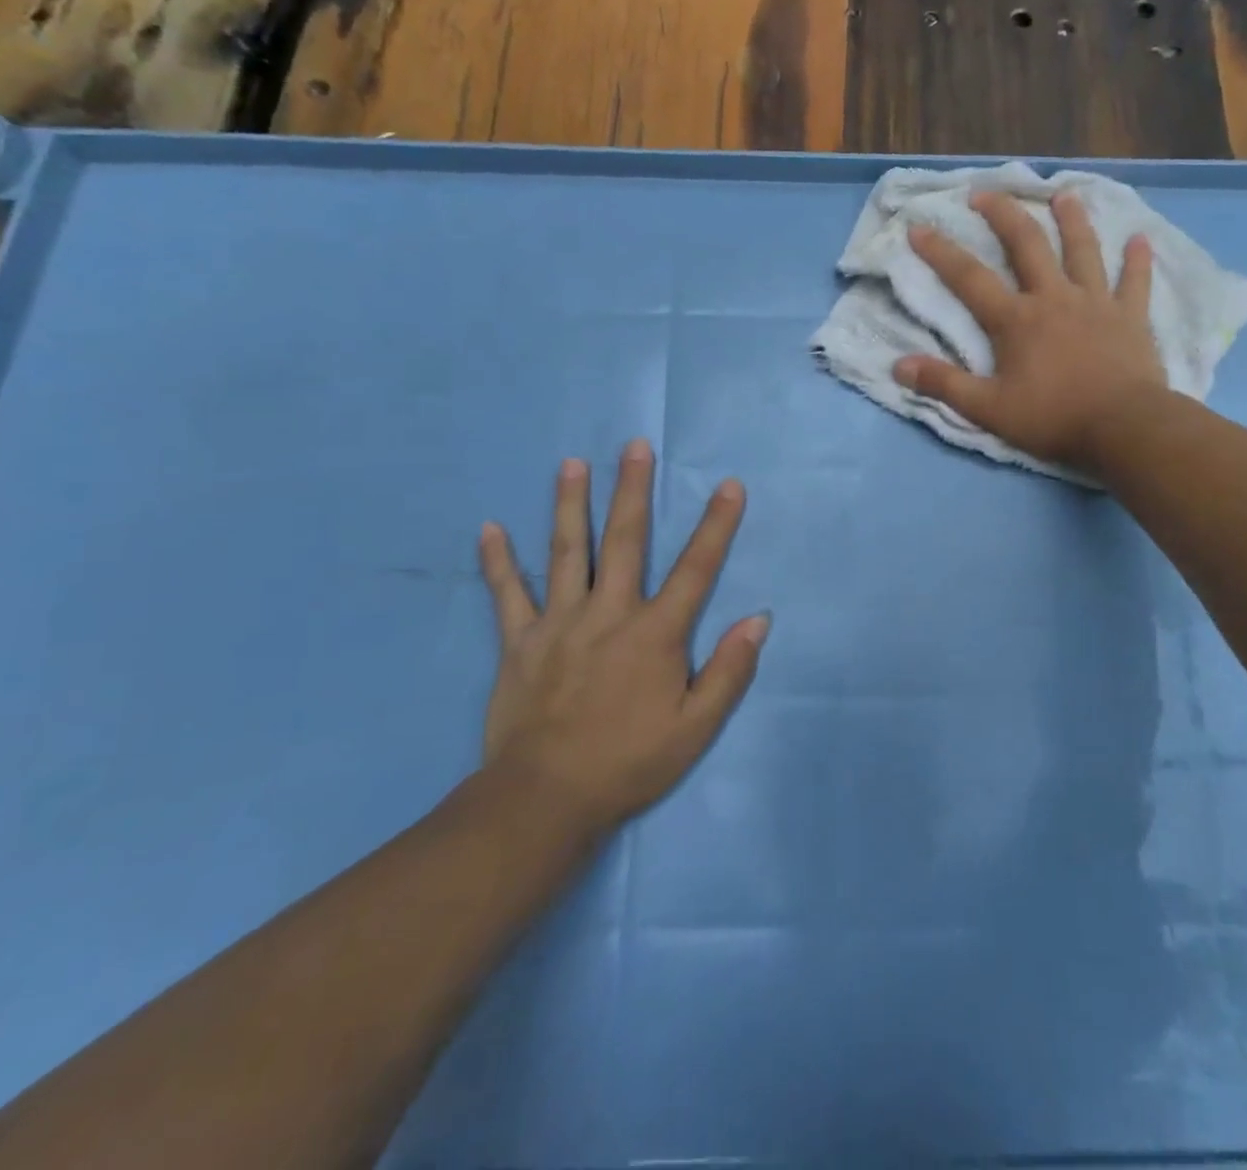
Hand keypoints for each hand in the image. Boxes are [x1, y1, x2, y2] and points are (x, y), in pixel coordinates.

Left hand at [475, 440, 768, 837]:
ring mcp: (559, 624)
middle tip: (634, 445)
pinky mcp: (518, 642)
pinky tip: (489, 528)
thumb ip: (729, 671)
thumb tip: (758, 619)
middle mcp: (608, 614)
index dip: (716, 525)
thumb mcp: (696, 728)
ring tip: (571, 463)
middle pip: (624, 541)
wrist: (545, 801)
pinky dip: (497, 562)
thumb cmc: (629, 764)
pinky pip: (507, 595)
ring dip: (569, 505)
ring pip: (565, 553)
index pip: (695, 569)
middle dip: (632, 490)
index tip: (730, 485)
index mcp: (655, 634)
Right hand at [893, 191, 1164, 475]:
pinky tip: (1141, 239)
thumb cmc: (1052, 418)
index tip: (918, 227)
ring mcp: (1096, 303)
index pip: (969, 279)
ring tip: (1064, 195)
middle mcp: (1054, 298)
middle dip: (1003, 215)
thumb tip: (898, 366)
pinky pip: (1135, 282)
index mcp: (1016, 320)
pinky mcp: (1131, 317)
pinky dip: (1138, 261)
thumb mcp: (988, 409)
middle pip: (1026, 245)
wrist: (1123, 427)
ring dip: (1073, 220)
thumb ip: (944, 385)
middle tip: (985, 192)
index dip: (941, 252)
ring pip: (1082, 251)